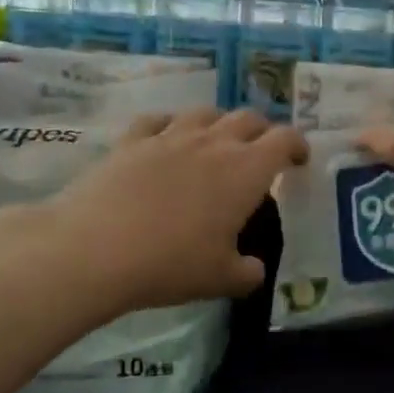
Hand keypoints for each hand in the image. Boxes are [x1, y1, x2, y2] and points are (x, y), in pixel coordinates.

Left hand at [0, 108, 306, 316]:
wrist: (94, 249)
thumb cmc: (170, 264)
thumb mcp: (220, 279)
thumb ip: (247, 272)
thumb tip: (254, 269)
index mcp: (246, 171)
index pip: (285, 140)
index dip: (297, 145)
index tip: (299, 159)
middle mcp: (214, 143)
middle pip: (248, 118)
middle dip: (262, 131)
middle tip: (262, 151)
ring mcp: (170, 137)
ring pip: (205, 113)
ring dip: (220, 123)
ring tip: (218, 141)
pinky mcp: (132, 141)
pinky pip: (158, 120)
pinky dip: (170, 125)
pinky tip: (166, 138)